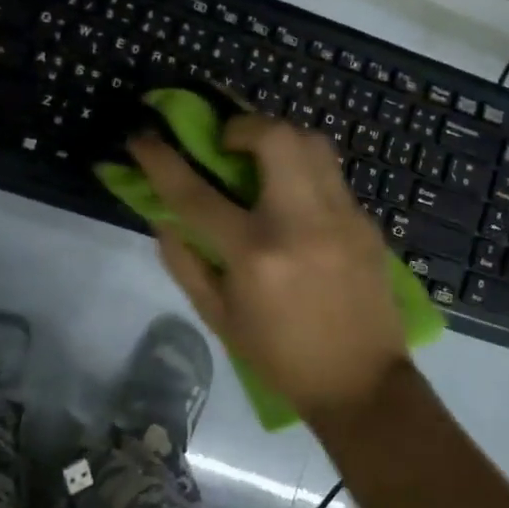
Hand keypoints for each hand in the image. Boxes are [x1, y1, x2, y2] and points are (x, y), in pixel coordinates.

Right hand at [132, 116, 409, 425]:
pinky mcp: (367, 221)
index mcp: (254, 254)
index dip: (160, 158)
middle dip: (243, 124)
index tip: (142, 136)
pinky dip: (306, 171)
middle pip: (274, 137)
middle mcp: (300, 223)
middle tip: (228, 144)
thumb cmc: (280, 356)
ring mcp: (341, 216)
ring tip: (264, 162)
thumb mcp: (219, 318)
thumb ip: (184, 262)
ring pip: (312, 141)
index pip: (195, 193)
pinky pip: (331, 173)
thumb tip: (162, 215)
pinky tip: (298, 201)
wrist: (361, 383)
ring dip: (280, 139)